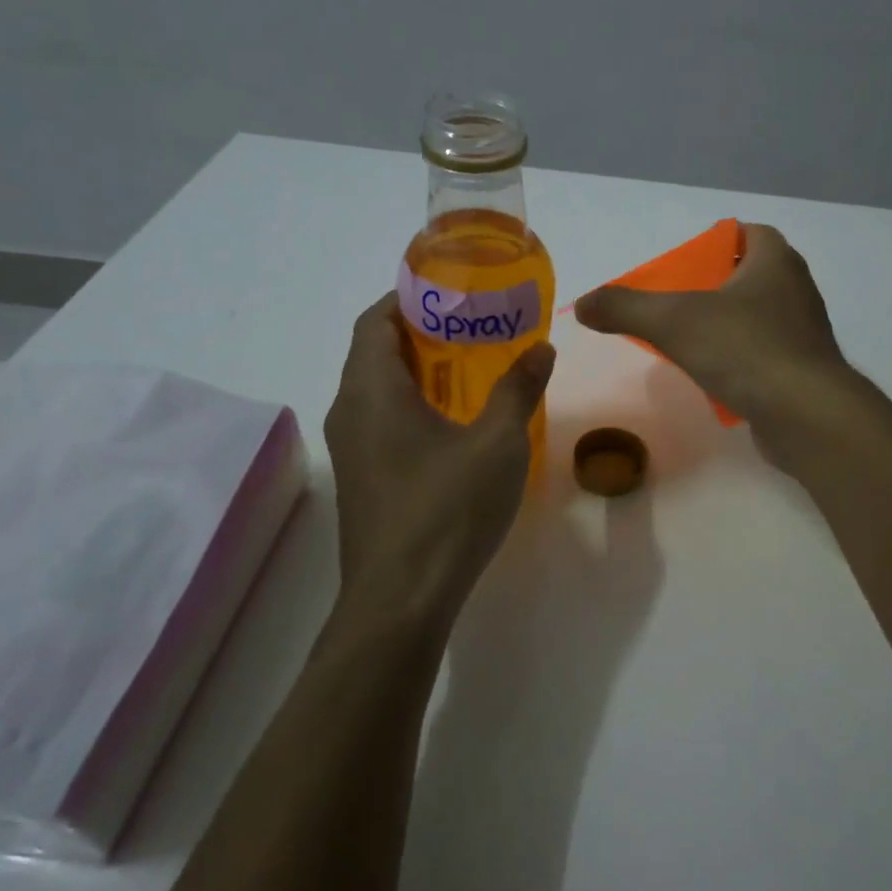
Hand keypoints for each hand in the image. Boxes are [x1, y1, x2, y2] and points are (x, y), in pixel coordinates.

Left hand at [324, 294, 554, 627]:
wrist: (401, 600)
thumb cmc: (447, 510)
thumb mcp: (497, 443)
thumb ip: (518, 389)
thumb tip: (542, 348)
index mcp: (372, 390)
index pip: (374, 319)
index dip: (407, 296)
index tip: (451, 290)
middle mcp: (349, 412)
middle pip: (374, 351)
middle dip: (420, 331)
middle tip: (473, 325)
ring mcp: (351, 450)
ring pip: (377, 389)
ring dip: (417, 370)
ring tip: (470, 367)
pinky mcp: (362, 479)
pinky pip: (381, 421)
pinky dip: (412, 404)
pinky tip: (455, 423)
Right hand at [574, 224, 849, 435]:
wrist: (806, 415)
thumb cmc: (744, 350)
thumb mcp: (672, 322)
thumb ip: (624, 308)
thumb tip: (582, 304)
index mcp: (775, 261)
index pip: (747, 233)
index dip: (715, 243)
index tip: (684, 266)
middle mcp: (796, 290)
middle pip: (749, 275)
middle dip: (714, 286)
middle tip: (676, 304)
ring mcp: (804, 333)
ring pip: (757, 317)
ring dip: (726, 325)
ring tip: (688, 342)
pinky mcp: (804, 371)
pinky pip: (765, 355)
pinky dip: (740, 360)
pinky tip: (714, 378)